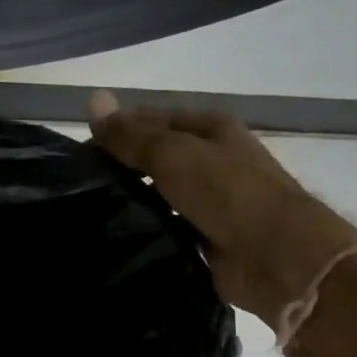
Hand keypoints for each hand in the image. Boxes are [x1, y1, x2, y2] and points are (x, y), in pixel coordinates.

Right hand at [87, 91, 356, 321]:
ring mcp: (212, 201)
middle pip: (157, 157)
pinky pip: (169, 228)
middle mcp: (214, 160)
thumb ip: (131, 135)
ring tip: (89, 213)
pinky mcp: (208, 238)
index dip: (118, 129)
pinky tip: (117, 238)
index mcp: (211, 129)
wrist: (278, 257)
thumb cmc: (227, 192)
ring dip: (132, 202)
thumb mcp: (173, 154)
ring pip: (161, 195)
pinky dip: (147, 231)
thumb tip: (93, 99)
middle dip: (122, 167)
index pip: (153, 118)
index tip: (79, 150)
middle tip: (78, 185)